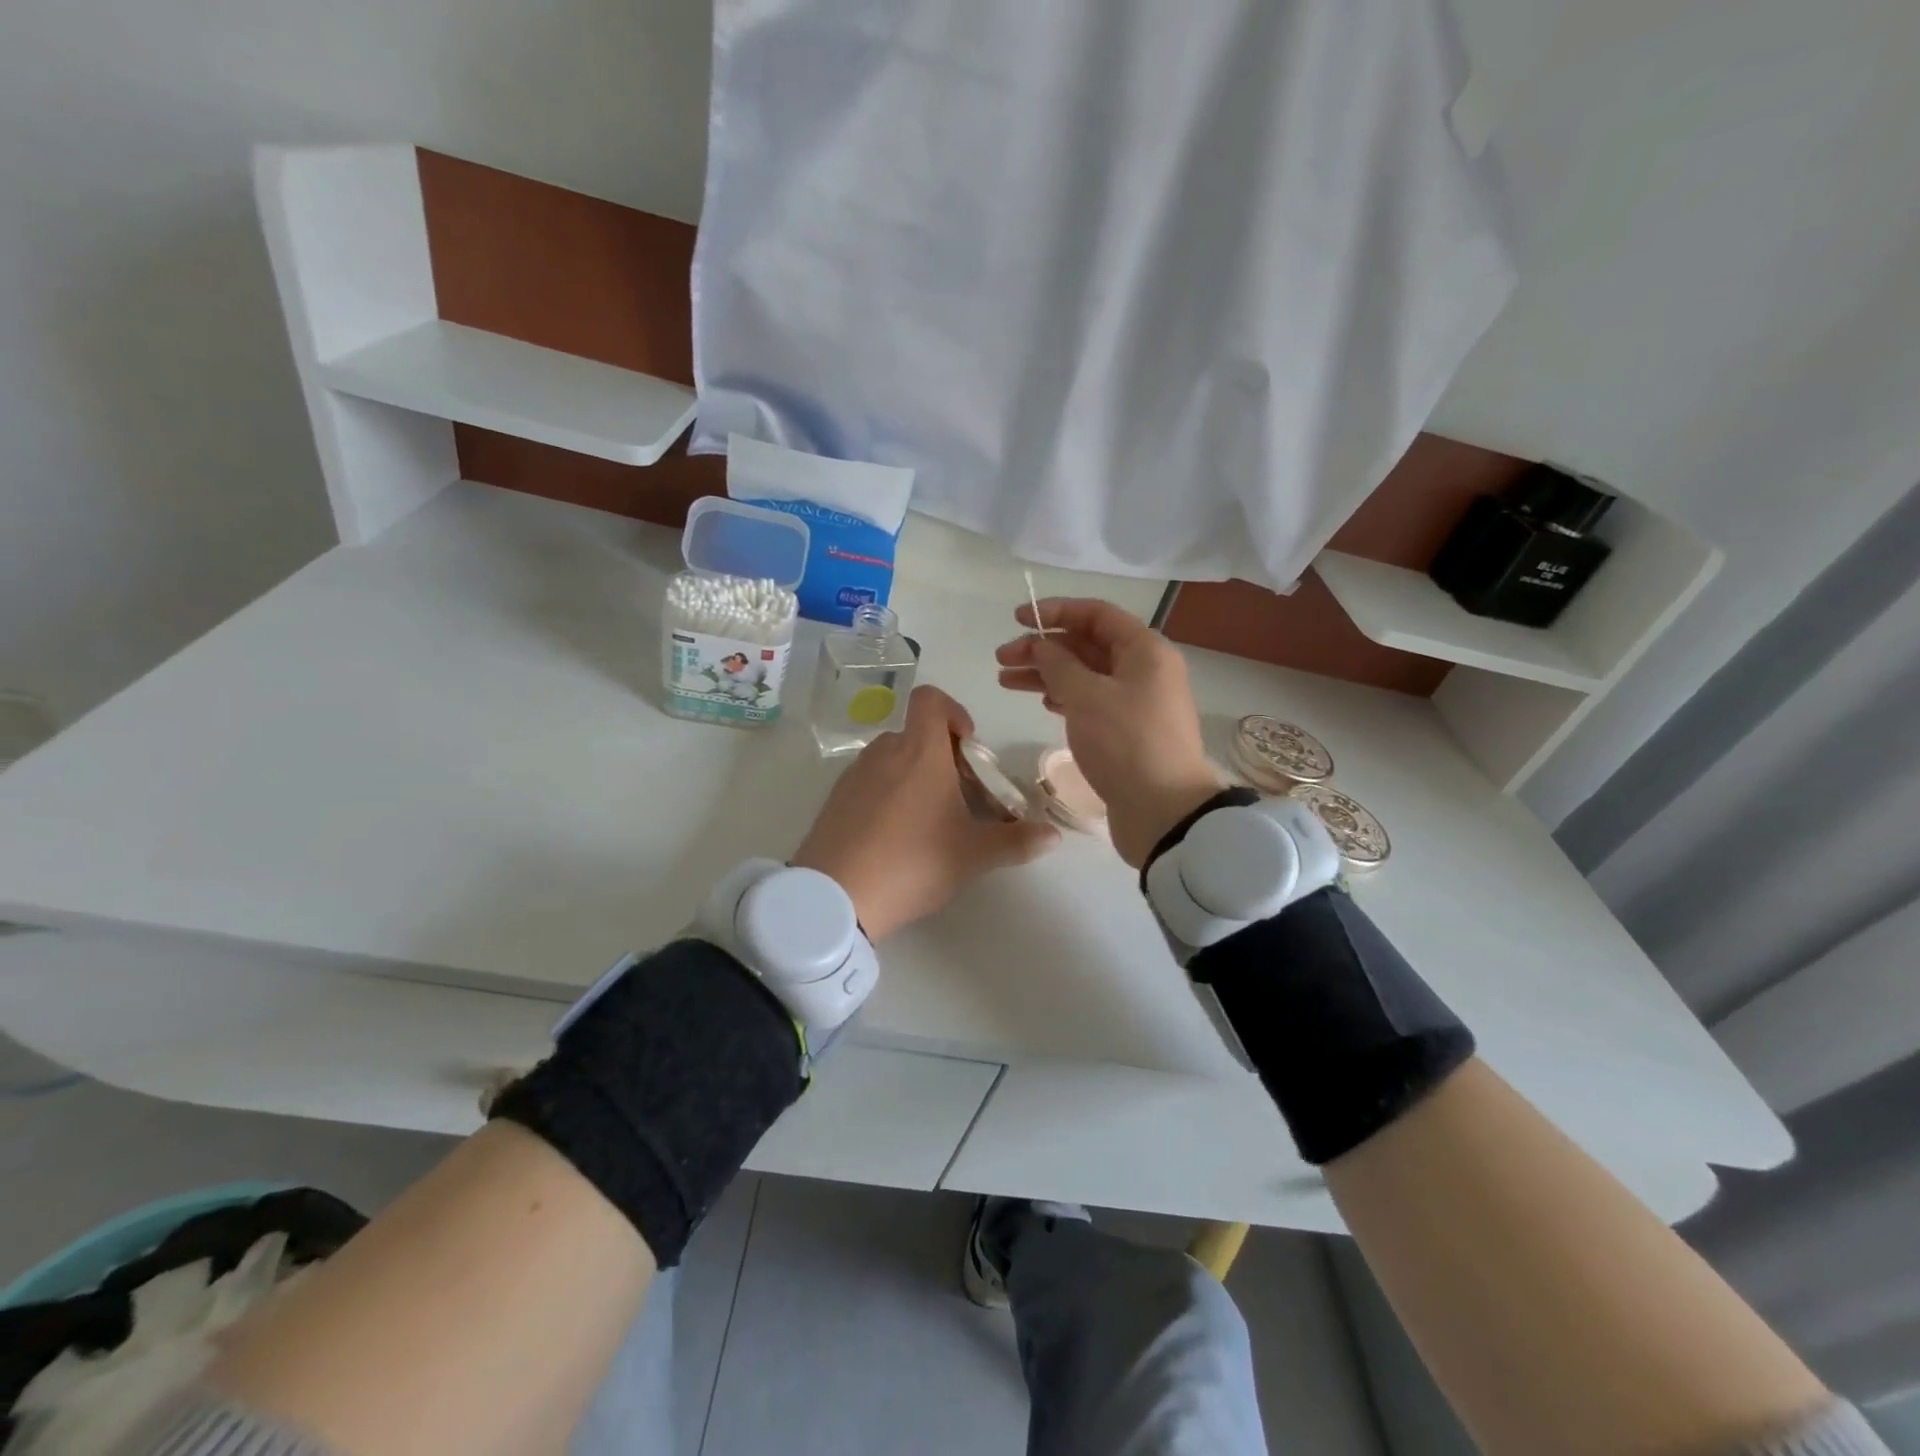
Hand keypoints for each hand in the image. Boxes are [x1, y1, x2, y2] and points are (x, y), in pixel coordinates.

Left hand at [793, 686, 1059, 939]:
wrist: (835, 897)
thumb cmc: (913, 862)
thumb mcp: (972, 855)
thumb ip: (1016, 841)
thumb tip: (1053, 836)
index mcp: (920, 751)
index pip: (932, 699)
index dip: (954, 712)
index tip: (968, 750)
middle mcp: (885, 751)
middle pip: (916, 733)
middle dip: (943, 756)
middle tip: (960, 797)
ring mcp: (854, 774)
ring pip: (893, 758)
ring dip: (915, 776)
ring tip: (930, 821)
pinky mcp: (835, 799)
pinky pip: (870, 781)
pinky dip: (888, 794)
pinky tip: (895, 837)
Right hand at [996, 598, 1222, 867]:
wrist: (1164, 811)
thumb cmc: (1126, 743)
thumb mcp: (1086, 696)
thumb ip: (1058, 664)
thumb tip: (1041, 646)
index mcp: (1145, 650)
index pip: (1096, 614)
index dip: (1056, 611)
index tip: (1018, 619)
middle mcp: (1144, 670)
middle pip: (1087, 645)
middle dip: (1043, 648)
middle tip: (1002, 659)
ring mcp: (1137, 702)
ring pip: (1085, 675)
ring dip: (1047, 674)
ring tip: (1006, 680)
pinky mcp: (1128, 731)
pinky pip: (1092, 702)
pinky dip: (1065, 698)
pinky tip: (1042, 703)